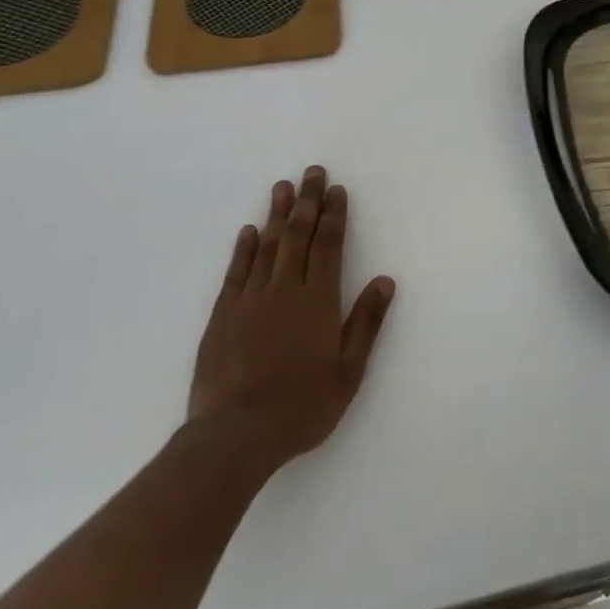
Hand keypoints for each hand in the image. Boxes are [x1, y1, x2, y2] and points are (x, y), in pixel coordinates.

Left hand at [187, 166, 396, 475]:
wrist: (235, 437)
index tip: (336, 189)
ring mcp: (250, 300)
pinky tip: (249, 231)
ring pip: (267, 246)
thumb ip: (366, 323)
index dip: (334, 215)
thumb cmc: (301, 406)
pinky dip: (244, 248)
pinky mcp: (223, 316)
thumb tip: (386, 281)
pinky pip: (236, 272)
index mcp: (318, 300)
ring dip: (276, 214)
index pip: (329, 245)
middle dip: (307, 201)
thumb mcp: (348, 371)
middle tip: (312, 171)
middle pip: (298, 235)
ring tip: (282, 186)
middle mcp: (285, 290)